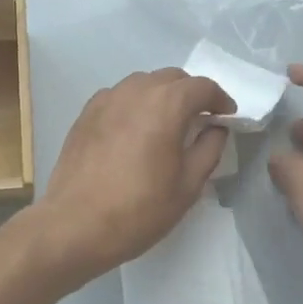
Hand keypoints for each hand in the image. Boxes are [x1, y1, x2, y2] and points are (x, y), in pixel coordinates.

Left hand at [28, 68, 234, 283]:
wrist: (76, 225)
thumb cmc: (139, 209)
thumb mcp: (188, 185)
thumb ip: (209, 149)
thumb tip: (216, 128)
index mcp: (166, 104)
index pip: (202, 86)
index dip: (220, 99)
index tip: (226, 117)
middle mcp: (135, 91)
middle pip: (172, 78)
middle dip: (191, 94)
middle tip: (200, 120)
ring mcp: (106, 99)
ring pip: (143, 83)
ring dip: (161, 95)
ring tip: (167, 123)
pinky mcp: (85, 114)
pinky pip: (119, 96)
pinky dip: (135, 104)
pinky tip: (134, 130)